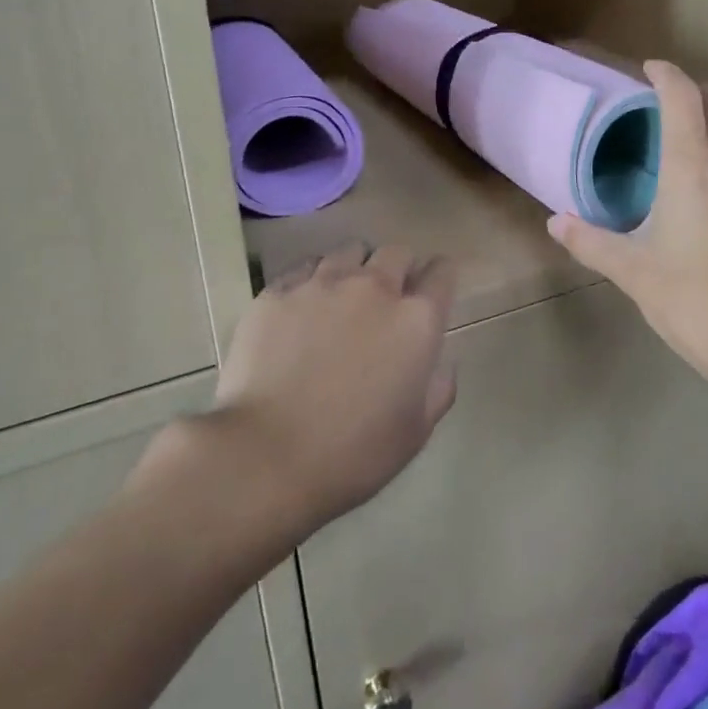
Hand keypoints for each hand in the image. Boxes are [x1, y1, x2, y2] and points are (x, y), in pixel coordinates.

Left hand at [132, 244, 456, 529]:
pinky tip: (302, 310)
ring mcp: (323, 284)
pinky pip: (305, 268)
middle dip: (398, 269)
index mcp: (416, 319)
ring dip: (355, 269)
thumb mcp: (415, 432)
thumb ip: (438, 389)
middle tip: (387, 300)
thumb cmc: (353, 453)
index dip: (440, 279)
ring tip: (342, 298)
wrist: (265, 456)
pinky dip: (312, 281)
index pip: (442, 272)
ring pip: (349, 251)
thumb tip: (442, 364)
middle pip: (397, 253)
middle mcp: (375, 288)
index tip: (432, 293)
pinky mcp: (278, 292)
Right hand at [549, 62, 707, 393]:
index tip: (647, 70)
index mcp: (691, 167)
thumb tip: (556, 222)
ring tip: (697, 135)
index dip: (665, 74)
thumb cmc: (694, 300)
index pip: (681, 97)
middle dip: (698, 89)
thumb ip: (592, 242)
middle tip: (669, 105)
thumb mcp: (633, 272)